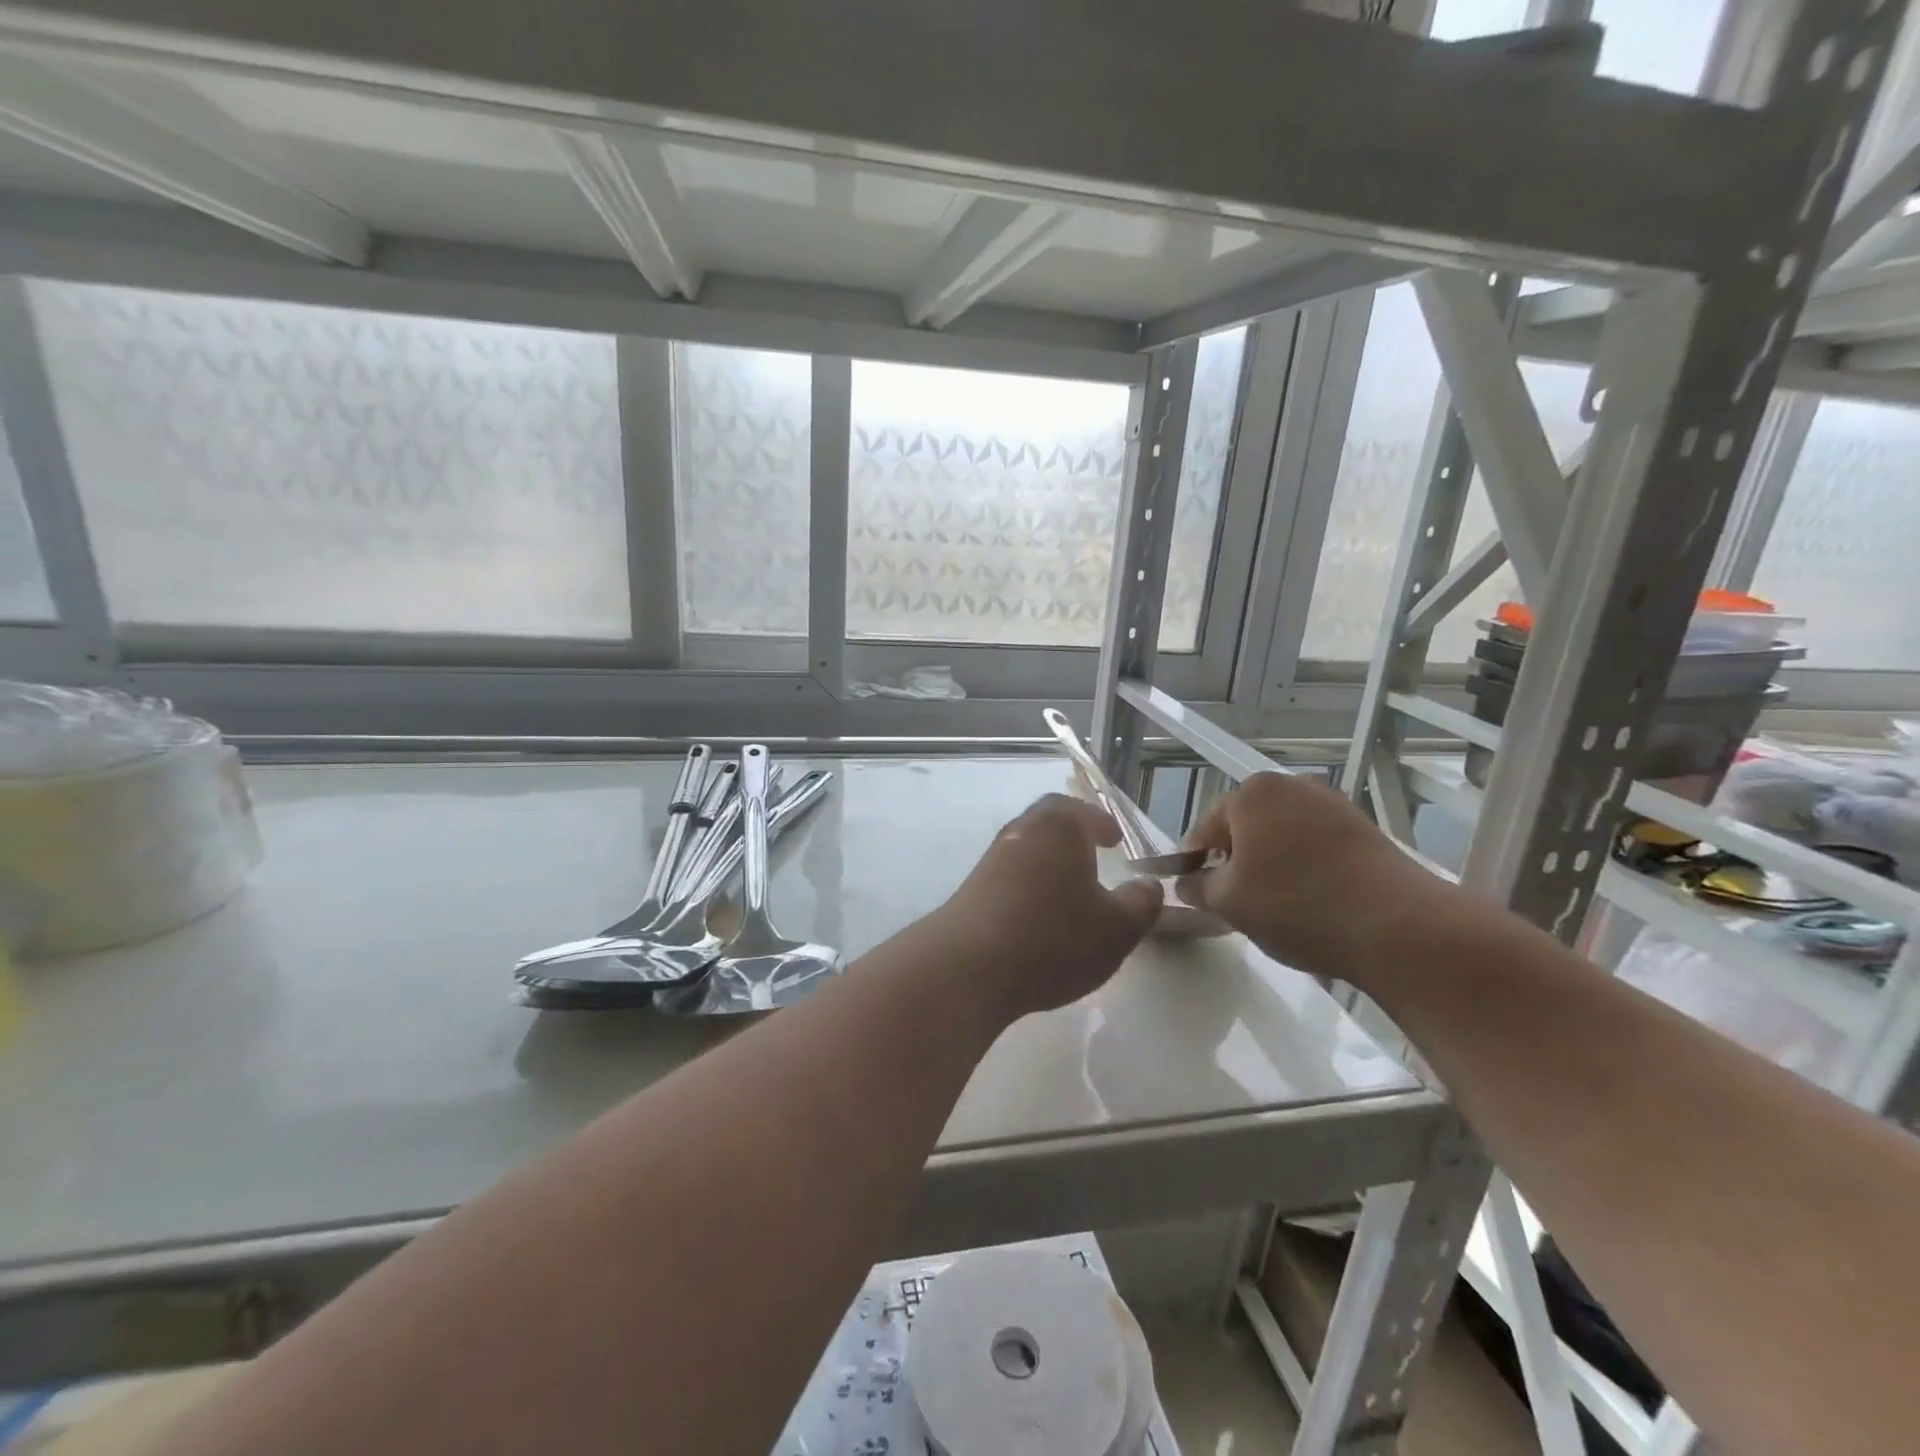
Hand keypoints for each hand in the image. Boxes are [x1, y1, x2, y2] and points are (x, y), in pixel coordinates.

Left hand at [933, 794, 1161, 1021]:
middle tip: (1093, 853)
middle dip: (1073, 835)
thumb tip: (1148, 886)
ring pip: (1028, 849)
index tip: (1114, 838)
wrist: (969, 966)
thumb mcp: (1117, 928)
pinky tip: (1039, 916)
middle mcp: (1022, 832)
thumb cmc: (1054, 937)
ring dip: (1049, 862)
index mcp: (1059, 827)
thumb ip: (1141, 903)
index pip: (1082, 811)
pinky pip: (1010, 876)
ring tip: (1070, 890)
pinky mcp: (972, 889)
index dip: (1101, 823)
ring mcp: (992, 860)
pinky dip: (1029, 885)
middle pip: (1049, 822)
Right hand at [1177, 773, 1445, 981]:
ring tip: (1279, 906)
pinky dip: (1306, 866)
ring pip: (1281, 835)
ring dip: (1272, 864)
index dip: (1194, 864)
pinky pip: (1316, 844)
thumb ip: (1198, 888)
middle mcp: (1290, 785)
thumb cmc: (1298, 906)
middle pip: (1245, 827)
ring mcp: (1332, 802)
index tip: (1198, 895)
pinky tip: (1314, 900)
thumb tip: (1188, 882)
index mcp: (1251, 794)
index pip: (1205, 829)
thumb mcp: (1230, 904)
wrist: (1400, 927)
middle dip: (1237, 862)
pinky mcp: (1363, 826)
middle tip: (1239, 904)